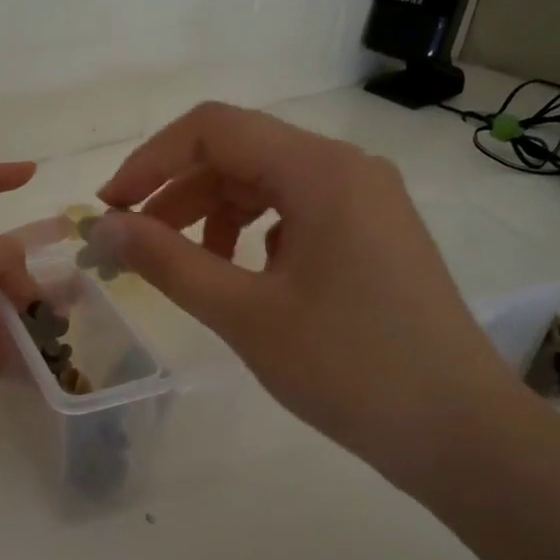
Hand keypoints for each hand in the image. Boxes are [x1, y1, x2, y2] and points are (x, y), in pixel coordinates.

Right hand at [96, 103, 521, 493]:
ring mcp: (368, 200)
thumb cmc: (346, 368)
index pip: (213, 129)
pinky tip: (243, 275)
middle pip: (241, 152)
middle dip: (178, 191)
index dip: (149, 161)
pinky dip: (254, 232)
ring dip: (214, 212)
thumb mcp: (243, 313)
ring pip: (268, 182)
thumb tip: (102, 229)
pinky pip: (298, 211)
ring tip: (185, 264)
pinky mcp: (375, 234)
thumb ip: (166, 261)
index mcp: (320, 170)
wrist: (457, 430)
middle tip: (135, 244)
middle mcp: (348, 167)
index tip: (109, 210)